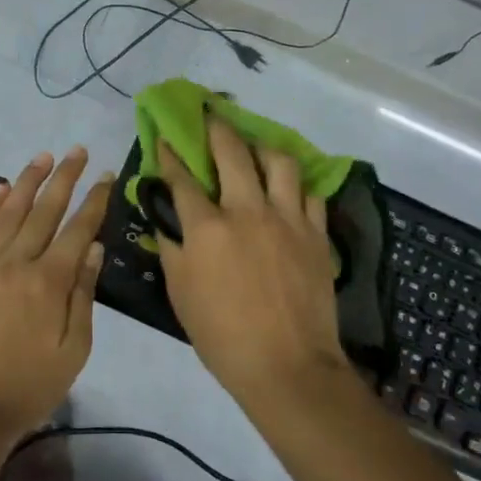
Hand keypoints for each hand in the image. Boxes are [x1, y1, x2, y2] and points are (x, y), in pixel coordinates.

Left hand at [0, 148, 112, 447]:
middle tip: (78, 150)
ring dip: (28, 180)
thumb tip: (94, 248)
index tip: (107, 175)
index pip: (78, 229)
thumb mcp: (73, 350)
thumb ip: (83, 295)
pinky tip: (0, 187)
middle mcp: (18, 262)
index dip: (95, 200)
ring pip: (10, 211)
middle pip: (45, 209)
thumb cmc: (30, 385)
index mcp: (50, 282)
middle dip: (65, 177)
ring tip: (44, 156)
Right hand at [156, 117, 344, 405]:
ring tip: (256, 146)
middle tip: (211, 113)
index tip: (164, 138)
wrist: (288, 367)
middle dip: (217, 127)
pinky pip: (308, 193)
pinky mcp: (316, 233)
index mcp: (207, 227)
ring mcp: (287, 218)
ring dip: (262, 146)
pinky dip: (295, 184)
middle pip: (232, 152)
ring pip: (279, 161)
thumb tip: (167, 218)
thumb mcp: (180, 293)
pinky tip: (288, 186)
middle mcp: (247, 210)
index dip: (170, 155)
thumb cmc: (223, 336)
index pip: (182, 178)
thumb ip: (173, 247)